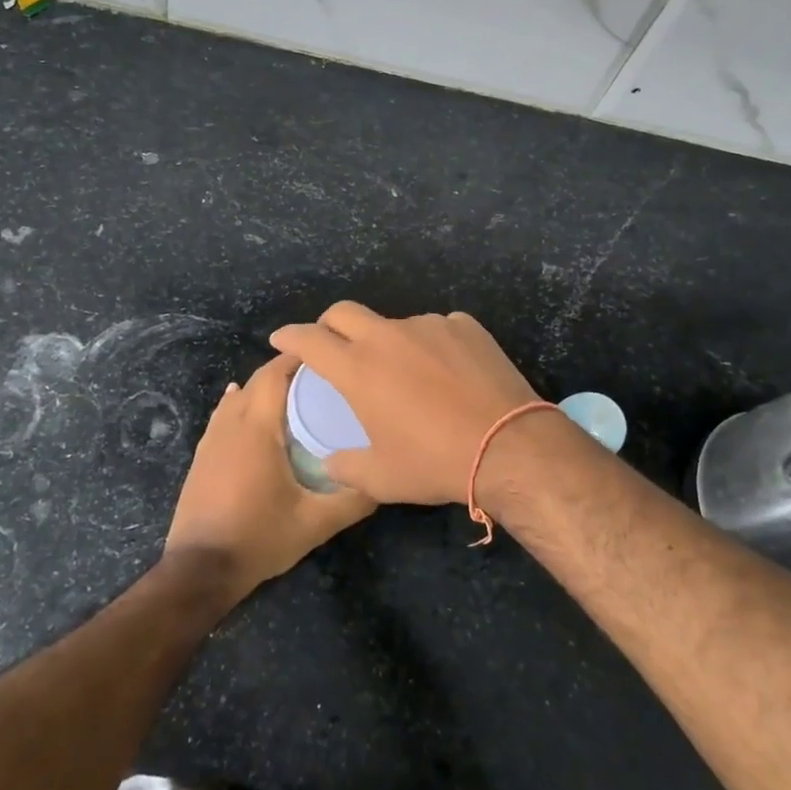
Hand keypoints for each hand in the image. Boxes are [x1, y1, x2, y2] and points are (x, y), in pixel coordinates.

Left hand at [163, 354, 374, 601]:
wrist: (199, 569)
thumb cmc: (259, 537)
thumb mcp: (315, 523)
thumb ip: (353, 500)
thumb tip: (384, 479)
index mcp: (257, 427)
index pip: (275, 373)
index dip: (298, 357)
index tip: (327, 356)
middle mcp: (231, 422)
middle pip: (257, 380)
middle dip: (286, 371)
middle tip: (320, 378)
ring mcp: (211, 438)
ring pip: (238, 396)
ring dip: (263, 389)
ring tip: (293, 394)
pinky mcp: (202, 456)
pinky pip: (223, 415)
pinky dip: (241, 404)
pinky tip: (247, 408)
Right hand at [270, 303, 541, 504]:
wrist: (509, 446)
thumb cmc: (435, 462)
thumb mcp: (382, 477)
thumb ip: (346, 466)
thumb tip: (331, 461)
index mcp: (358, 368)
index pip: (309, 339)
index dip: (290, 335)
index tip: (281, 338)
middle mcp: (388, 336)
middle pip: (344, 312)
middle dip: (328, 324)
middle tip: (331, 344)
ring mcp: (429, 325)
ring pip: (394, 324)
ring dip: (388, 342)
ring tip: (405, 375)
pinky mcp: (464, 326)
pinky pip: (436, 329)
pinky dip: (430, 346)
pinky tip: (446, 373)